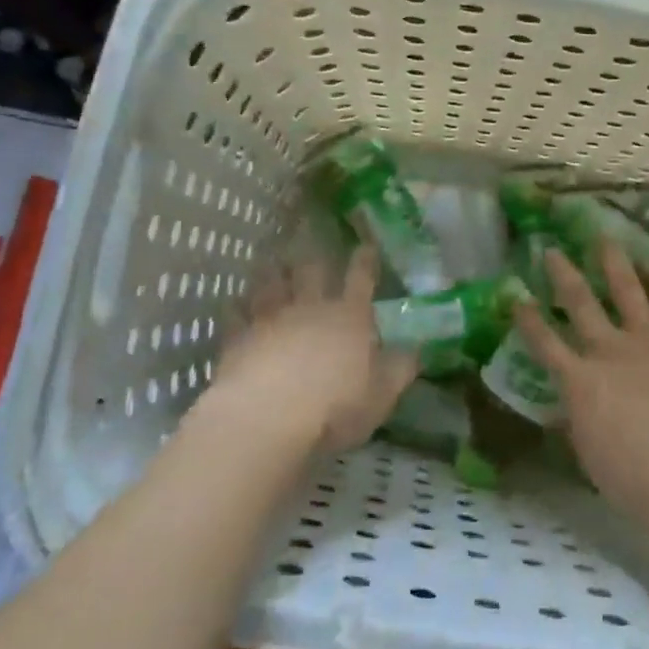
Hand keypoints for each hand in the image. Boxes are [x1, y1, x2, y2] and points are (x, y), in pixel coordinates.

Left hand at [204, 247, 416, 457]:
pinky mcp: (238, 338)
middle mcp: (310, 308)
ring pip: (272, 285)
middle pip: (312, 271)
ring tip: (272, 257)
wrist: (267, 416)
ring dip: (273, 270)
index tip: (365, 244)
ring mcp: (271, 320)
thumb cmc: (335, 406)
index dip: (364, 260)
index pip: (361, 279)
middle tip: (310, 232)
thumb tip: (416, 349)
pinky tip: (233, 299)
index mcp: (349, 317)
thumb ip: (399, 369)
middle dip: (314, 253)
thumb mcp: (381, 394)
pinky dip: (235, 305)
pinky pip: (235, 315)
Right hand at [512, 243, 648, 523]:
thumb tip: (567, 405)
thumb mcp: (588, 450)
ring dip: (614, 264)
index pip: (543, 342)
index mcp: (579, 380)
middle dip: (563, 274)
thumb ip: (577, 418)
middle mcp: (609, 350)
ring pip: (627, 291)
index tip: (515, 295)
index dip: (527, 318)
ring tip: (605, 239)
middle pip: (580, 303)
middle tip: (552, 250)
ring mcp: (648, 342)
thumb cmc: (631, 477)